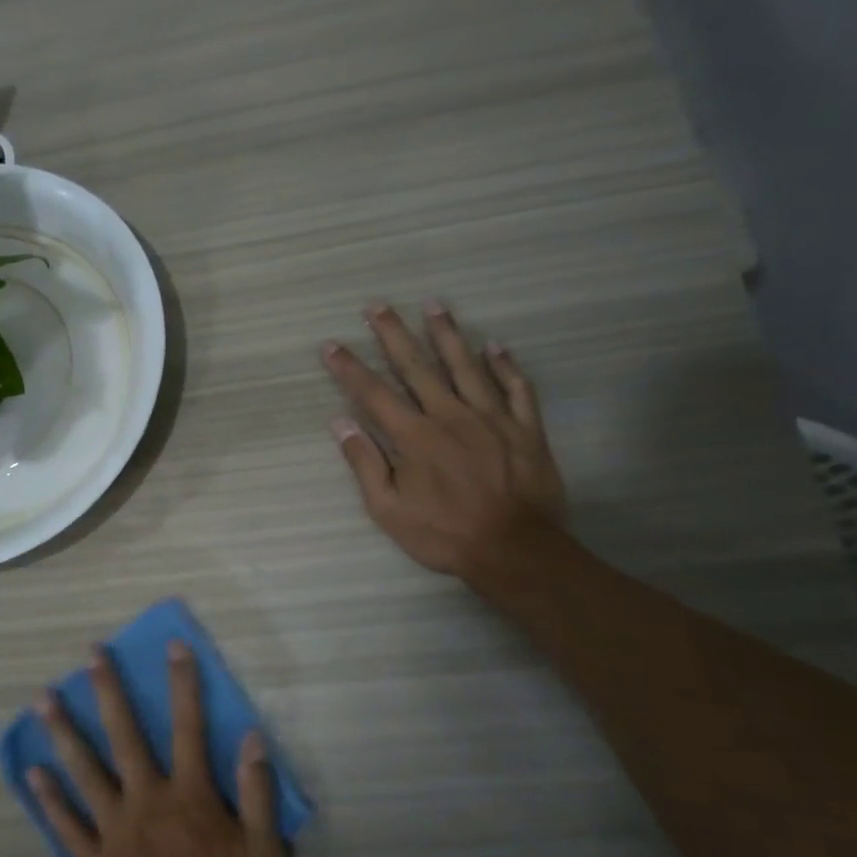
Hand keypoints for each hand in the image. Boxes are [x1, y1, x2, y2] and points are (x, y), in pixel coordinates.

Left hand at [30, 643, 287, 856]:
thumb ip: (257, 795)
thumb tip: (252, 737)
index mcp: (190, 798)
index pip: (189, 727)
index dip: (184, 683)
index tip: (174, 645)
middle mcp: (147, 803)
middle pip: (124, 735)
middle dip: (109, 690)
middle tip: (90, 654)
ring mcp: (115, 832)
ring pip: (85, 771)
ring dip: (64, 732)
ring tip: (42, 698)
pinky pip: (67, 826)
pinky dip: (49, 798)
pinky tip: (33, 773)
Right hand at [322, 301, 565, 582]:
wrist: (516, 551)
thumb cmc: (445, 533)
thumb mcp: (389, 509)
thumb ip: (365, 463)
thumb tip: (340, 423)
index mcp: (415, 436)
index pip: (373, 393)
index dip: (349, 368)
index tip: (331, 345)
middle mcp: (450, 415)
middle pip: (417, 367)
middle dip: (393, 334)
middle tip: (377, 305)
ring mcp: (492, 418)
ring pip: (466, 366)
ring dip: (447, 334)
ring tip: (435, 305)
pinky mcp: (525, 429)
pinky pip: (516, 389)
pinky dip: (506, 365)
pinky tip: (496, 346)